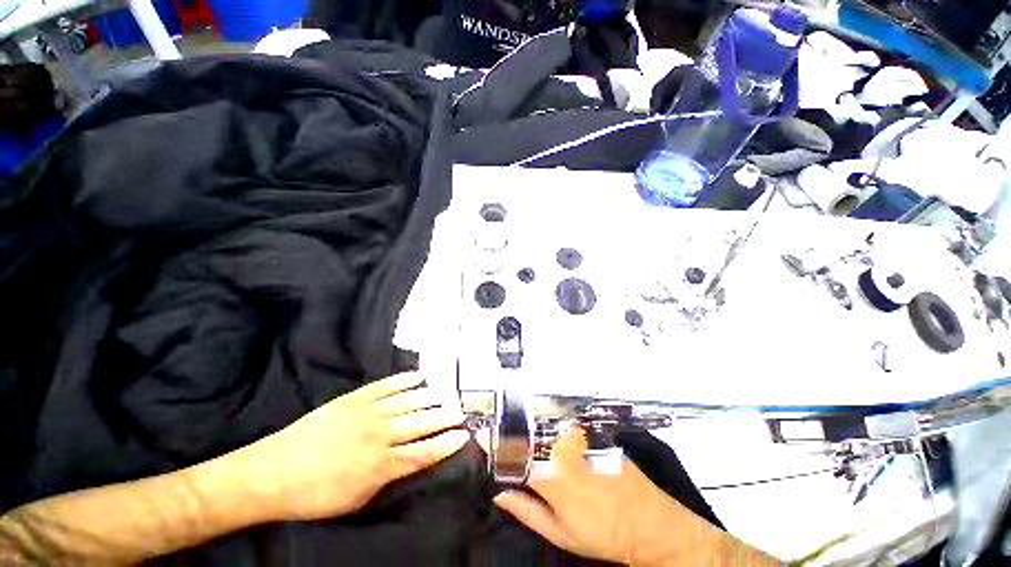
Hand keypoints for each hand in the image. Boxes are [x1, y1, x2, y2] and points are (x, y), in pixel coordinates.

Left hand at [240, 372, 467, 520]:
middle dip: (443, 417)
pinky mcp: (354, 398)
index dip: (445, 444)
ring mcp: (367, 412)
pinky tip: (418, 376)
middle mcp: (379, 435)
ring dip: (429, 397)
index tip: (463, 436)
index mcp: (380, 465)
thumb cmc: (315, 495)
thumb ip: (386, 478)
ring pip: (407, 401)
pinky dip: (404, 380)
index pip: (422, 452)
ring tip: (445, 394)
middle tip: (460, 411)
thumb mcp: (356, 499)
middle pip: (420, 423)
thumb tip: (408, 463)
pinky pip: (385, 386)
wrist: (273, 472)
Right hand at [489, 428, 685, 564]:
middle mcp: (563, 452)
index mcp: (552, 480)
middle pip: (528, 434)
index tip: (483, 437)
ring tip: (527, 436)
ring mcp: (580, 439)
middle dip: (512, 435)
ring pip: (545, 427)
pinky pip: (564, 425)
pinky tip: (553, 436)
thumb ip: (527, 510)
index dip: (495, 444)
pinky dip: (552, 428)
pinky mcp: (592, 433)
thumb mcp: (561, 534)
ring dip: (532, 430)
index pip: (514, 454)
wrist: (650, 523)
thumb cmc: (603, 535)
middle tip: (504, 437)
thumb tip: (500, 493)